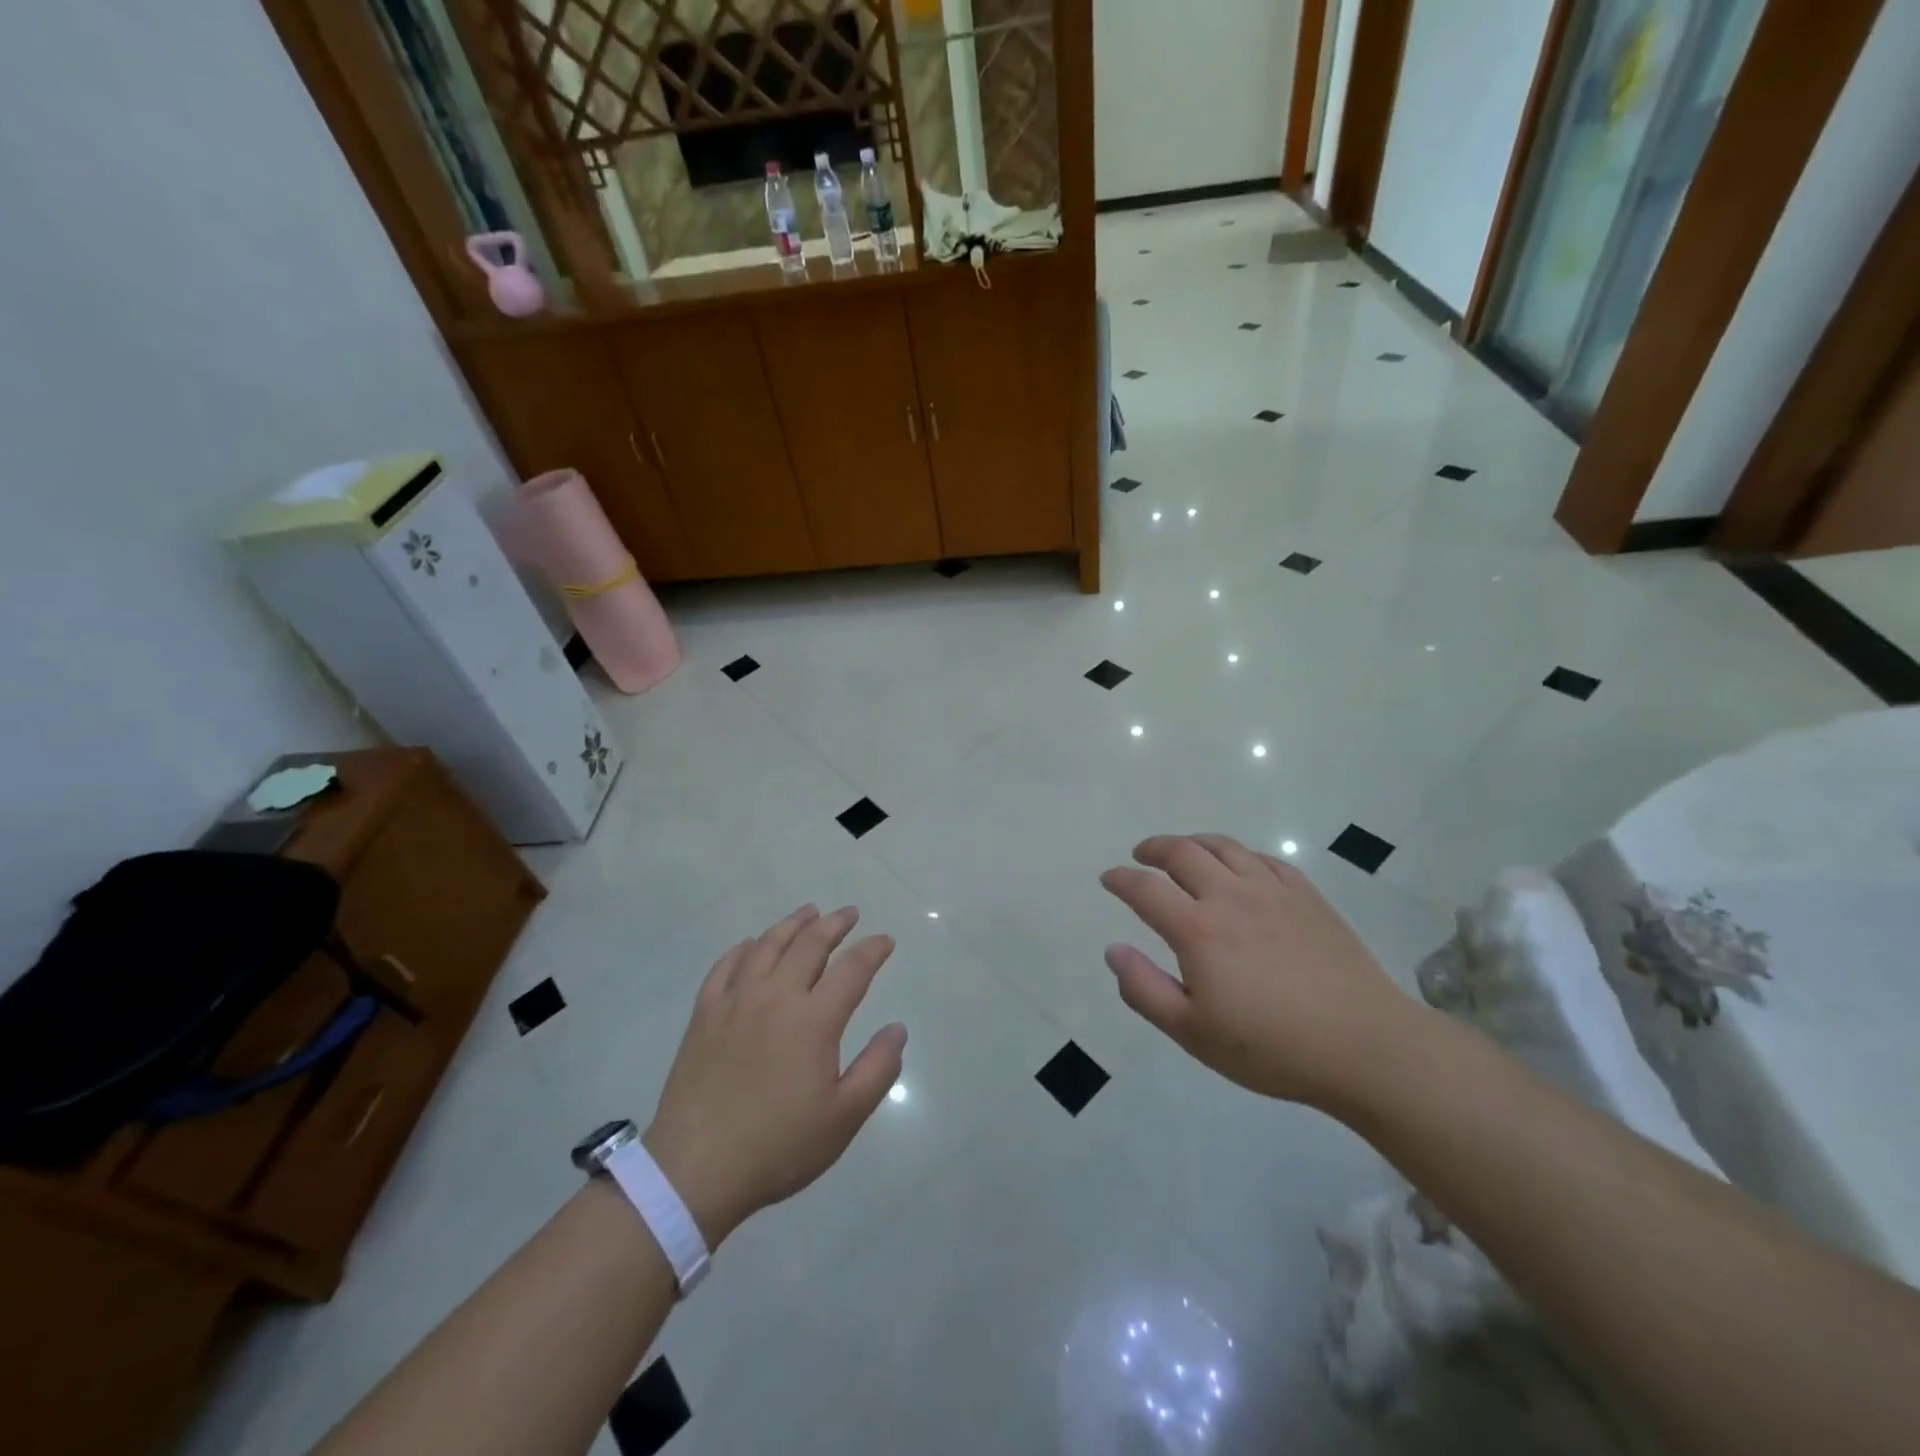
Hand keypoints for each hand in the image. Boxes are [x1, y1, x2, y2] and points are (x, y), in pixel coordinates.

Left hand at [641, 905, 906, 1246]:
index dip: (872, 950)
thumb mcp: (843, 1118)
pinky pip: (726, 966)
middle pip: (809, 944)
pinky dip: (744, 948)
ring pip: (767, 945)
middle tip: (849, 914)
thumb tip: (898, 1028)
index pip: (852, 969)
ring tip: (808, 912)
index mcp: (814, 1020)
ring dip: (792, 924)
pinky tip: (751, 945)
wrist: (695, 1170)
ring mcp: (735, 1001)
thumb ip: (877, 1069)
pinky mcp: (704, 1014)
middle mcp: (776, 996)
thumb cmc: (778, 1146)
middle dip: (834, 924)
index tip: (885, 940)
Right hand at [1100, 834, 1422, 1108]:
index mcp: (1197, 929)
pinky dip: (1240, 855)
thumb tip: (1113, 950)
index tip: (1108, 878)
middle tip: (1141, 855)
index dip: (1121, 880)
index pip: (1145, 889)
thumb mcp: (1193, 1032)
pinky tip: (1240, 866)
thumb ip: (1144, 989)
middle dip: (1154, 849)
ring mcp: (1273, 891)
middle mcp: (1231, 896)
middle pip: (1183, 853)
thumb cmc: (1271, 1047)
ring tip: (1183, 850)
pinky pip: (1265, 859)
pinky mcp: (1307, 896)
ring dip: (1194, 842)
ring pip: (1225, 847)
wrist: (1364, 1046)